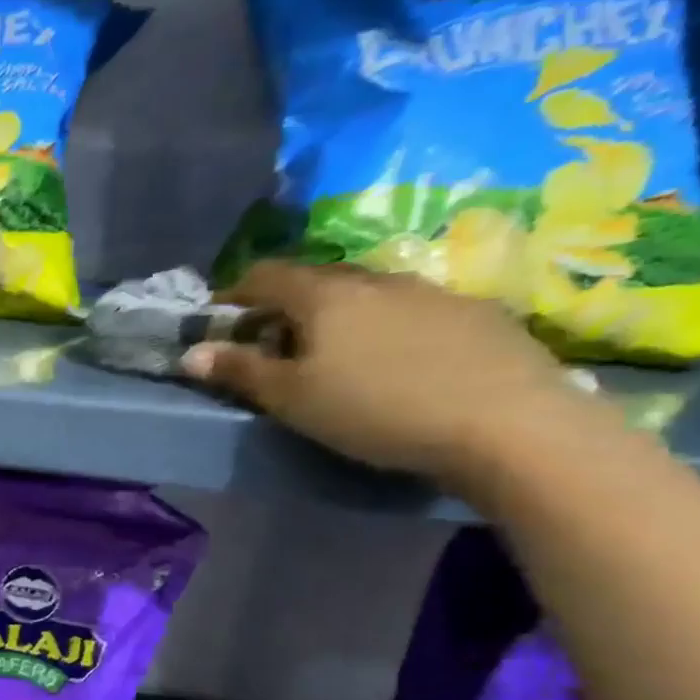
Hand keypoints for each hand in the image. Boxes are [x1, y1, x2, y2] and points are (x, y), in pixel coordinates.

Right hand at [181, 261, 599, 488]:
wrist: (508, 424)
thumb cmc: (374, 409)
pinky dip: (385, 326)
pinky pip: (411, 309)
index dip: (235, 293)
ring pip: (367, 292)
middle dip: (285, 304)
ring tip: (335, 354)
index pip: (265, 275)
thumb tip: (191, 353)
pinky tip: (395, 362)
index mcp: (324, 294)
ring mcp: (432, 291)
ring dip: (339, 314)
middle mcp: (376, 279)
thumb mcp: (290, 398)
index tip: (221, 320)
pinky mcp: (476, 313)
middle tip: (272, 342)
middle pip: (316, 278)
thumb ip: (239, 371)